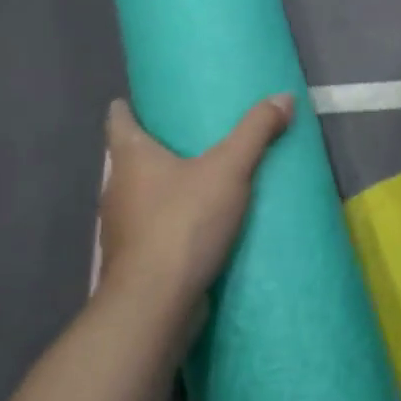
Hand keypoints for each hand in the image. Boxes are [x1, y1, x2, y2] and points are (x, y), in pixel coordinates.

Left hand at [96, 93, 294, 325]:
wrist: (155, 304)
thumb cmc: (183, 223)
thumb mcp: (229, 169)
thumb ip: (256, 132)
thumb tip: (284, 96)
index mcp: (130, 158)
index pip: (117, 120)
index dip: (128, 107)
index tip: (143, 100)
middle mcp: (116, 189)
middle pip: (129, 158)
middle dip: (154, 147)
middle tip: (189, 136)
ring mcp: (121, 228)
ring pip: (140, 196)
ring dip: (163, 187)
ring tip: (199, 179)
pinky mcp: (134, 260)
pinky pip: (151, 229)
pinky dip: (169, 221)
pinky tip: (197, 225)